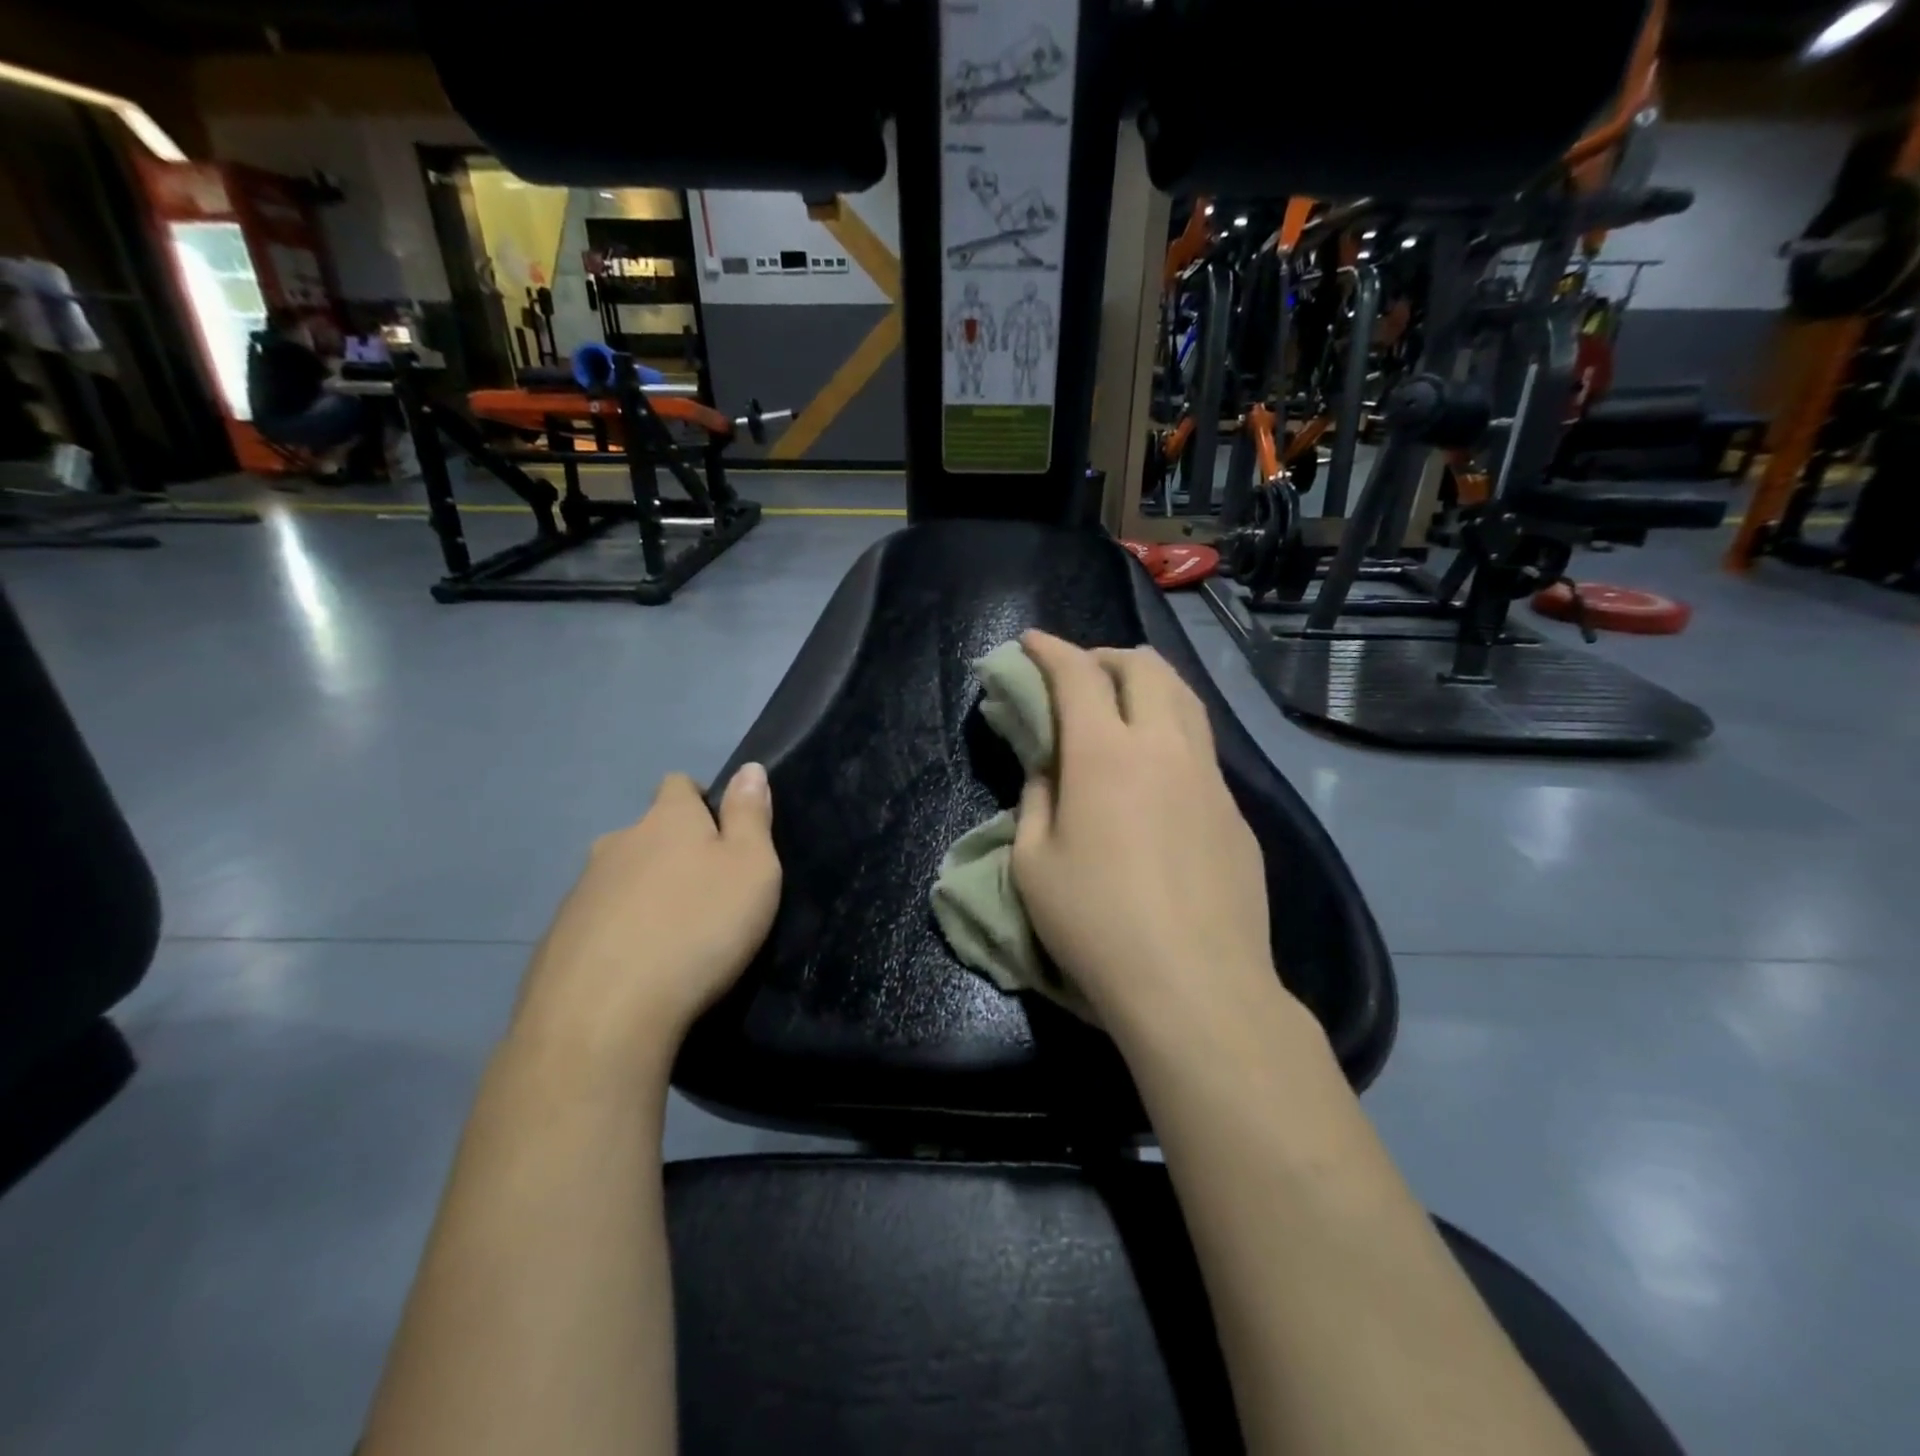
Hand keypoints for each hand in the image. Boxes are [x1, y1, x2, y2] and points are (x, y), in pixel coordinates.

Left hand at [513, 767, 780, 1066]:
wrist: (604, 1015)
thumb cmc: (699, 928)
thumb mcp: (752, 868)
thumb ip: (751, 816)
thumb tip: (749, 768)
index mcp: (666, 820)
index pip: (678, 784)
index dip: (700, 801)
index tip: (721, 835)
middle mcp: (617, 843)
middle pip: (647, 833)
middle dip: (672, 853)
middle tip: (704, 895)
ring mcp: (581, 891)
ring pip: (620, 878)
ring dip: (643, 894)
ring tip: (670, 938)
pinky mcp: (557, 938)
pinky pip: (597, 922)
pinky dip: (617, 934)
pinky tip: (634, 970)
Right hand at [1011, 633, 1283, 1037]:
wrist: (1195, 985)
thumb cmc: (1096, 925)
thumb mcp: (1034, 864)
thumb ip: (1037, 801)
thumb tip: (1050, 771)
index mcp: (1105, 754)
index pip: (1076, 675)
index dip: (1050, 650)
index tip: (1031, 641)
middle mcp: (1163, 747)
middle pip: (1143, 666)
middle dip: (1105, 655)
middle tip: (1081, 673)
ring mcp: (1209, 776)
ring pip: (1185, 698)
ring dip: (1149, 682)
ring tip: (1125, 700)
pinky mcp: (1236, 810)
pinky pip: (1202, 746)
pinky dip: (1173, 731)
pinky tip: (1160, 769)